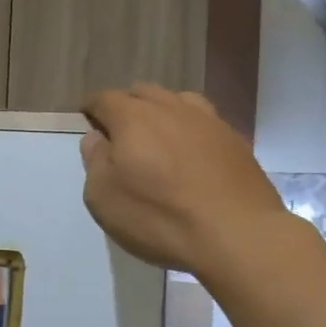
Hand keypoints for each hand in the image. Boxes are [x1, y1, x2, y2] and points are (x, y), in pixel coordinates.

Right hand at [80, 86, 289, 274]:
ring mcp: (208, 120)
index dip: (92, 109)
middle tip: (121, 134)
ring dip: (162, 113)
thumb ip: (95, 162)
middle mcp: (171, 107)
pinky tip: (192, 154)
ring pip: (177, 102)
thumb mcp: (105, 199)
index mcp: (133, 117)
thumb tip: (96, 138)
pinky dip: (191, 131)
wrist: (237, 233)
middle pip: (143, 93)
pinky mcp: (235, 140)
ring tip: (159, 138)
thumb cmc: (160, 217)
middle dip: (127, 107)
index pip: (105, 99)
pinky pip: (204, 123)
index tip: (88, 121)